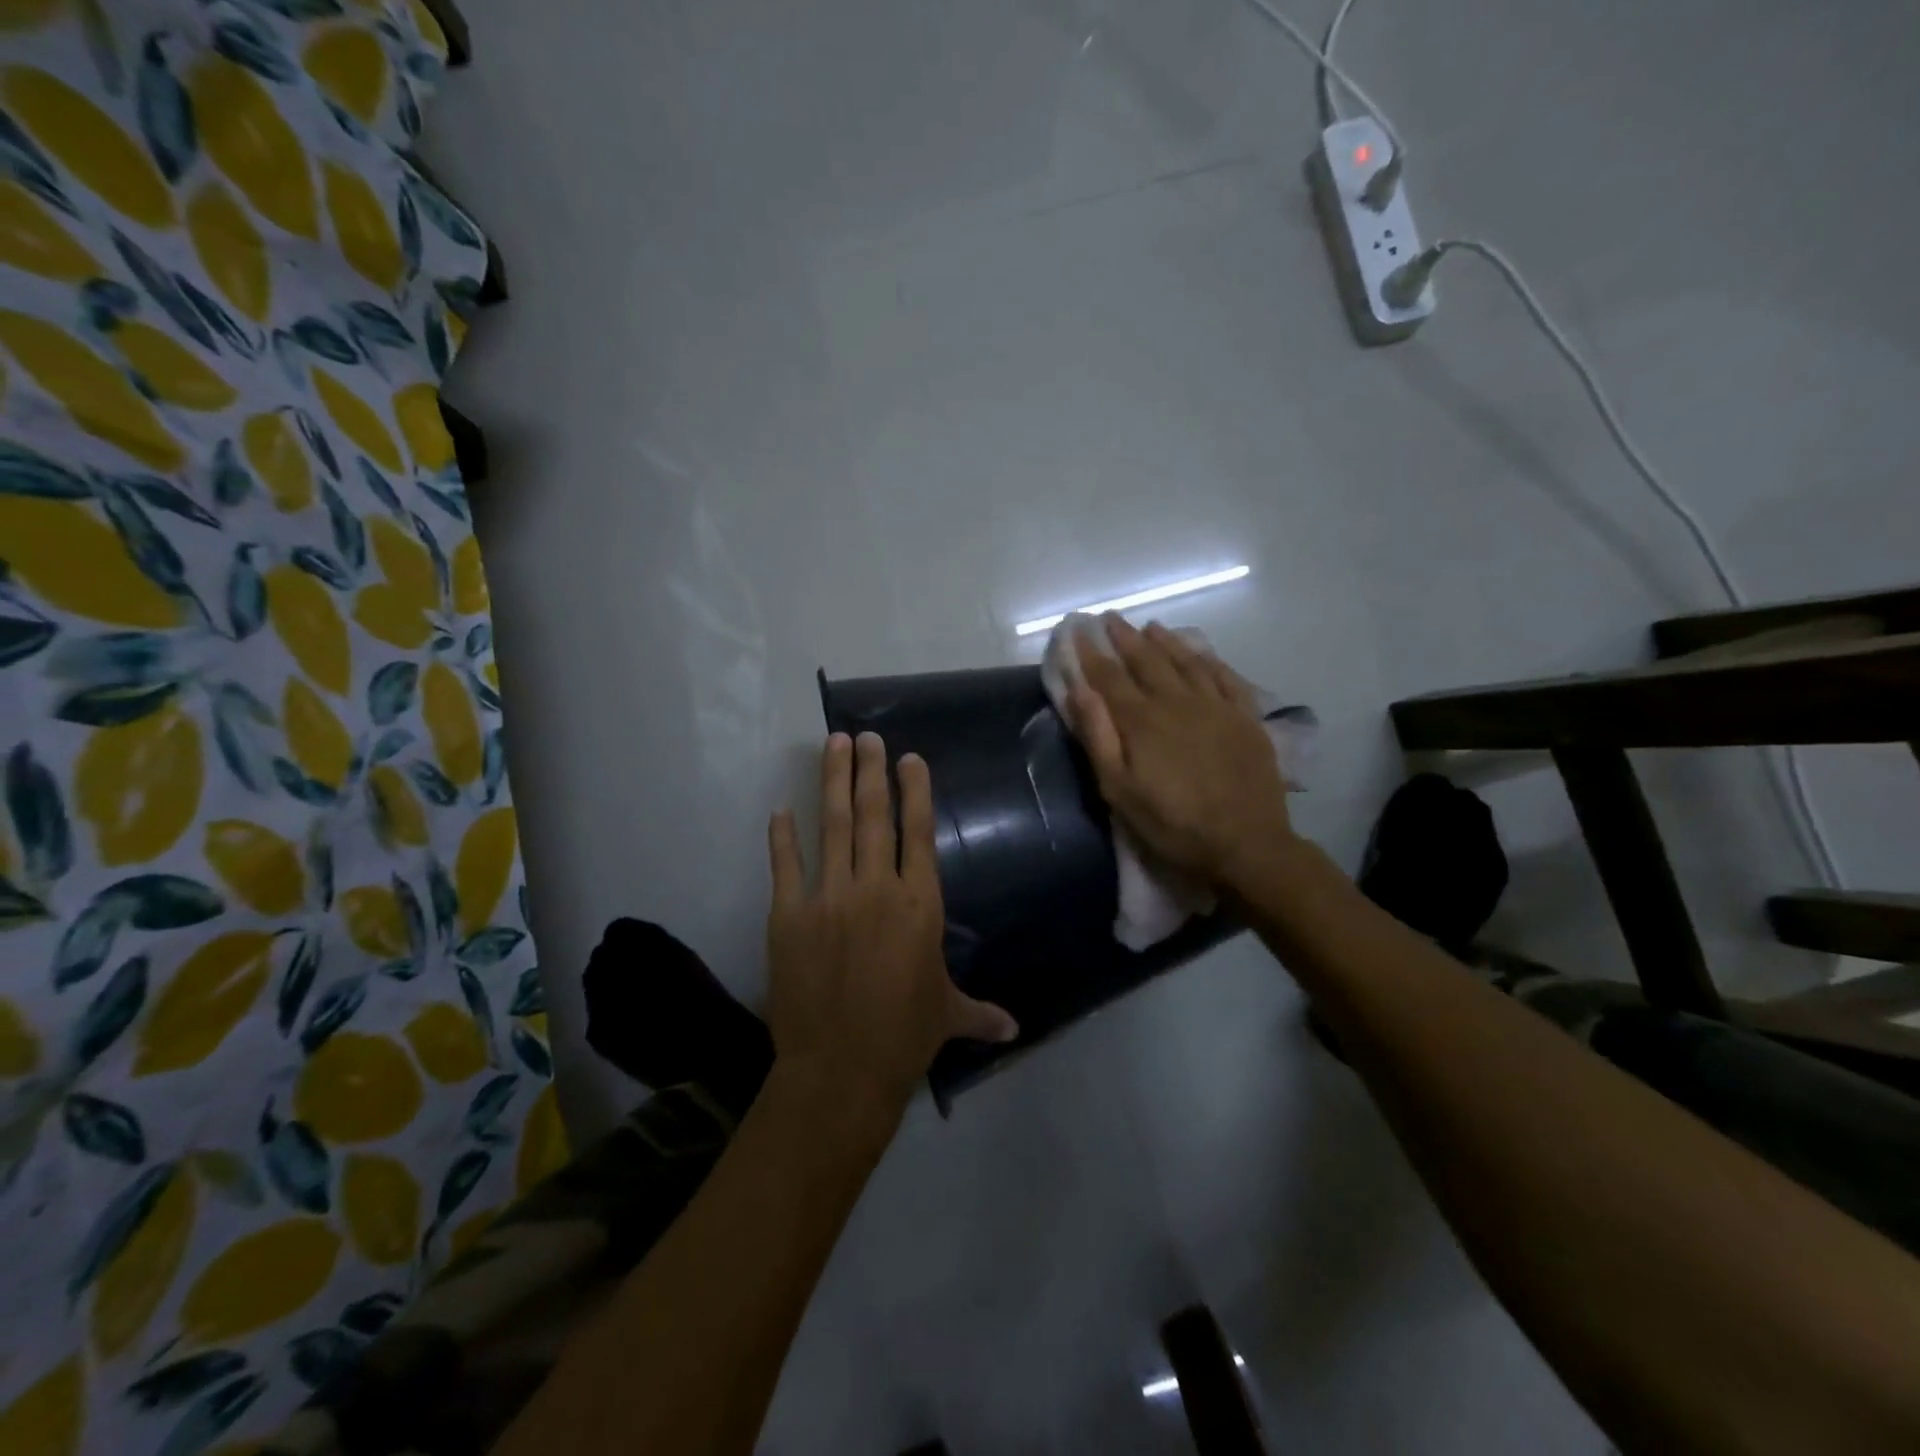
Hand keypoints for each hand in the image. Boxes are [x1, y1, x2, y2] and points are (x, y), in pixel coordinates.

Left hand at [765, 732, 1017, 1125]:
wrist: (840, 1070)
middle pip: (875, 816)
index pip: (919, 833)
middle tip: (866, 736)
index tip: (909, 758)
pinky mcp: (788, 916)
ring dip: (833, 783)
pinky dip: (782, 838)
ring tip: (833, 745)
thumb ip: (980, 1012)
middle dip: (871, 771)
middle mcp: (876, 888)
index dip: (915, 791)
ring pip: (834, 827)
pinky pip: (785, 866)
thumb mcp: (947, 1016)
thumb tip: (1016, 1030)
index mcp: (919, 904)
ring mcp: (829, 897)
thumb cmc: (904, 1037)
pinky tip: (780, 811)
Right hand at [1066, 615, 1297, 892]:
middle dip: (1124, 638)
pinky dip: (1207, 659)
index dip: (1091, 653)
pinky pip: (1224, 676)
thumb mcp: (1119, 789)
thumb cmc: (1172, 824)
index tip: (1078, 631)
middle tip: (1110, 619)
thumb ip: (1098, 736)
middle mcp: (1177, 701)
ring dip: (1164, 641)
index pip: (1109, 677)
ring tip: (1149, 626)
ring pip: (1185, 661)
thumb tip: (1078, 689)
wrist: (1245, 844)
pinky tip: (1199, 651)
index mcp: (1142, 720)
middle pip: (1146, 660)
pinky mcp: (1245, 717)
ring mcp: (1215, 706)